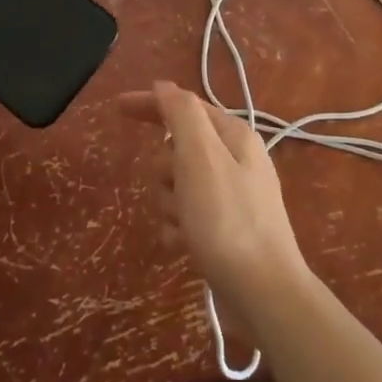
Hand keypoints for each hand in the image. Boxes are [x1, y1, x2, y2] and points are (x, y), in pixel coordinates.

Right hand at [120, 81, 310, 340]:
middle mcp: (236, 160)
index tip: (117, 108)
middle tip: (173, 187)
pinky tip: (181, 245)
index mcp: (233, 136)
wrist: (264, 294)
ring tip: (183, 224)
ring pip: (178, 184)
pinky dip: (178, 228)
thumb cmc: (227, 220)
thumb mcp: (200, 157)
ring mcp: (232, 197)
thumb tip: (164, 86)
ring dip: (169, 202)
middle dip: (164, 168)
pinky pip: (187, 216)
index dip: (151, 104)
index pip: (184, 106)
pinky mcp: (227, 230)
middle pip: (178, 148)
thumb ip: (182, 115)